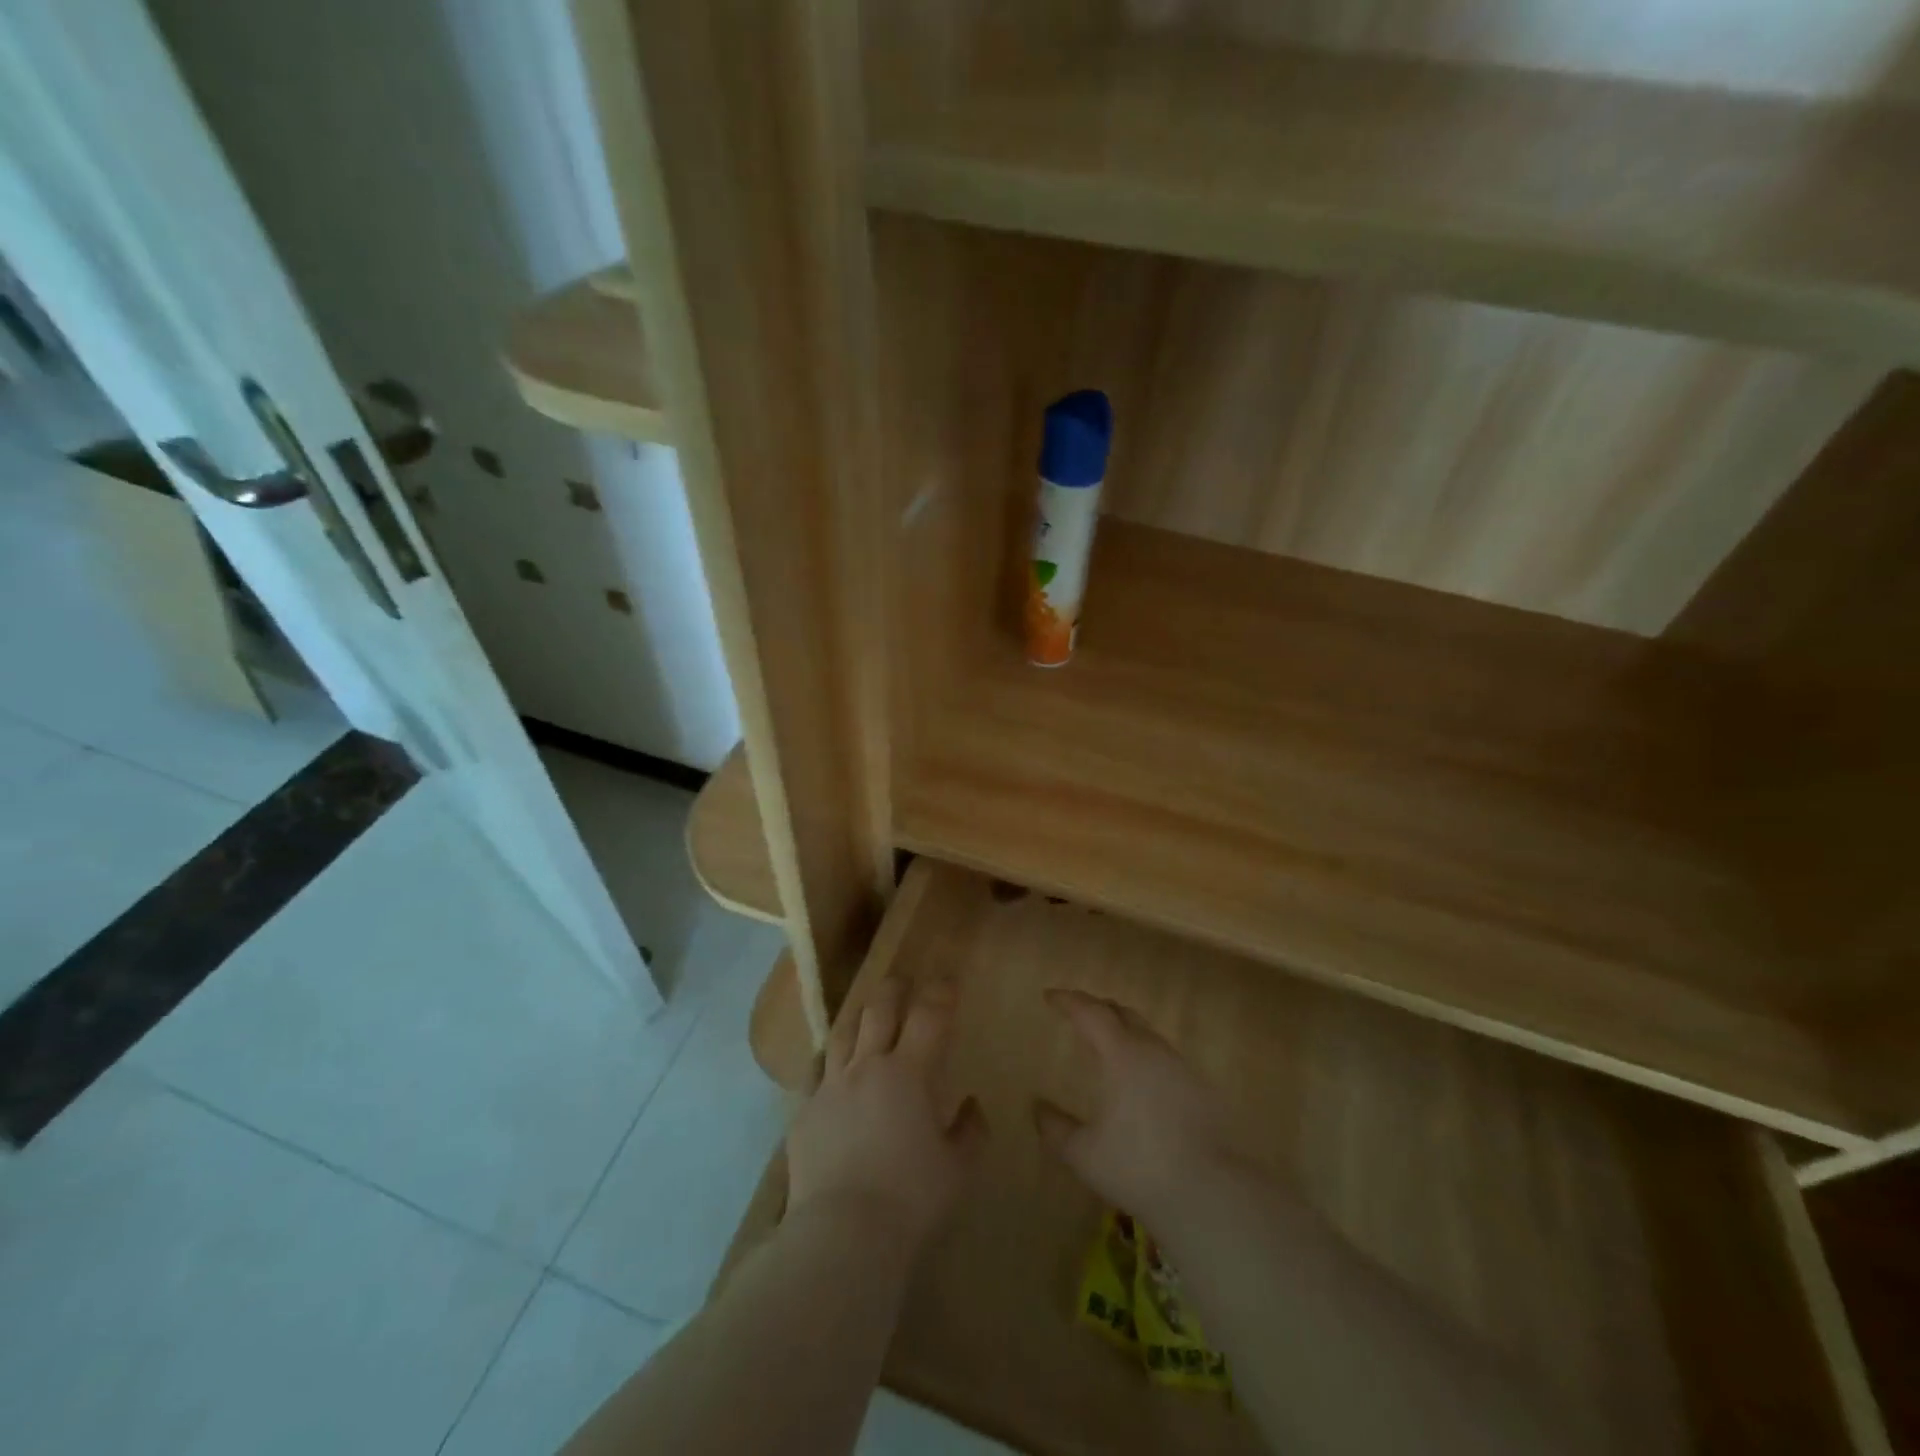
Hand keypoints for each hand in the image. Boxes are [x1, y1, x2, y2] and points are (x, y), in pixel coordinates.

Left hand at [786, 975, 987, 1252]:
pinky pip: (814, 1073)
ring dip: (857, 1017)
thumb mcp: (958, 1169)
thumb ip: (969, 1131)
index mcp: (909, 1073)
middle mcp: (867, 1067)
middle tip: (902, 982)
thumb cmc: (911, 1199)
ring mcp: (830, 1087)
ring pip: (842, 1034)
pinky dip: (827, 1062)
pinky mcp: (803, 1113)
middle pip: (878, 1011)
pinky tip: (829, 1067)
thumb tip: (971, 1105)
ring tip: (865, 1013)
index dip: (940, 993)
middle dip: (893, 990)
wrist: (843, 1234)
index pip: (928, 1016)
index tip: (947, 981)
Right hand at [1033, 989, 1235, 1225]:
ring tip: (1108, 1044)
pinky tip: (1142, 1080)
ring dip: (1124, 1030)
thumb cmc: (1138, 1167)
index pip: (1091, 1012)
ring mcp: (1181, 1067)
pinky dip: (1145, 1055)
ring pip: (1147, 1033)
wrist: (1210, 1193)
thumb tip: (1038, 1107)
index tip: (1050, 996)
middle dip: (1097, 1008)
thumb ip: (1056, 1128)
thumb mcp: (1083, 1154)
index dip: (1068, 1001)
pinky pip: (1165, 1058)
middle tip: (1078, 1013)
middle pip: (1122, 1013)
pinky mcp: (1202, 1089)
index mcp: (1122, 1054)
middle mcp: (1153, 1050)